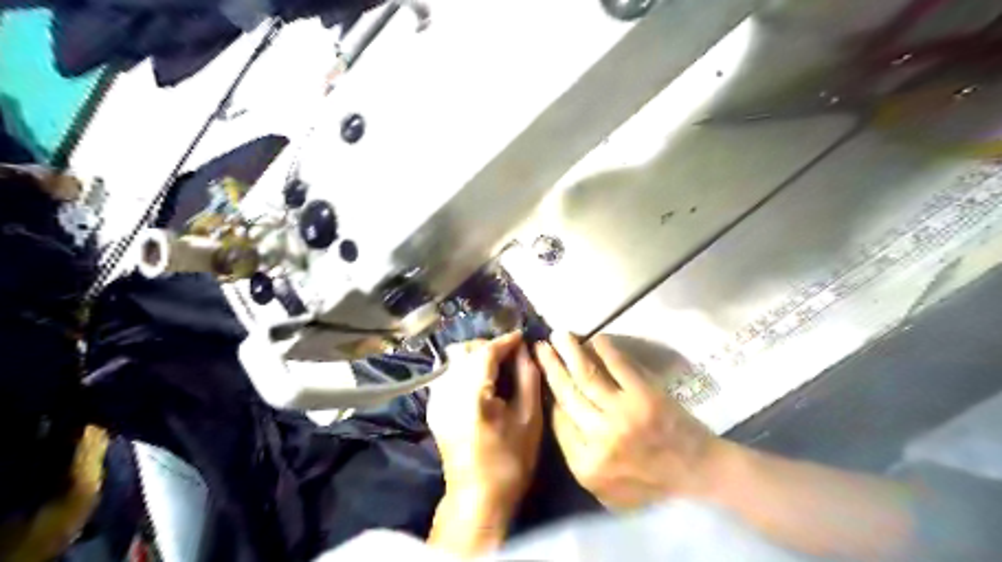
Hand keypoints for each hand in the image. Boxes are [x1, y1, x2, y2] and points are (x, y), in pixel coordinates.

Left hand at [426, 332, 543, 555]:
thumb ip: (528, 377)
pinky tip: (481, 382)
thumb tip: (526, 350)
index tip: (522, 337)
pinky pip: (448, 374)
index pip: (486, 351)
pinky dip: (465, 369)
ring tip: (498, 367)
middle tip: (512, 354)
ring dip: (477, 356)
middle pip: (466, 350)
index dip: (505, 341)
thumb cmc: (510, 460)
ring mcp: (436, 399)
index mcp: (472, 393)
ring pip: (455, 360)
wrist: (477, 497)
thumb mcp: (529, 417)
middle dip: (490, 346)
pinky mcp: (433, 408)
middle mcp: (448, 390)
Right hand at [537, 331, 724, 510]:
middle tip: (540, 346)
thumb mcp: (605, 489)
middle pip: (567, 394)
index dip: (551, 393)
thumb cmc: (651, 486)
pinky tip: (594, 338)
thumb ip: (578, 455)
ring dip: (570, 352)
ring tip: (559, 335)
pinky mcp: (645, 395)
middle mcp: (599, 437)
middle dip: (551, 366)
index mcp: (586, 464)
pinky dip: (604, 349)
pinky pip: (618, 366)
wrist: (698, 475)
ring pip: (586, 376)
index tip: (546, 374)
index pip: (558, 420)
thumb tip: (560, 411)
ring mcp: (622, 413)